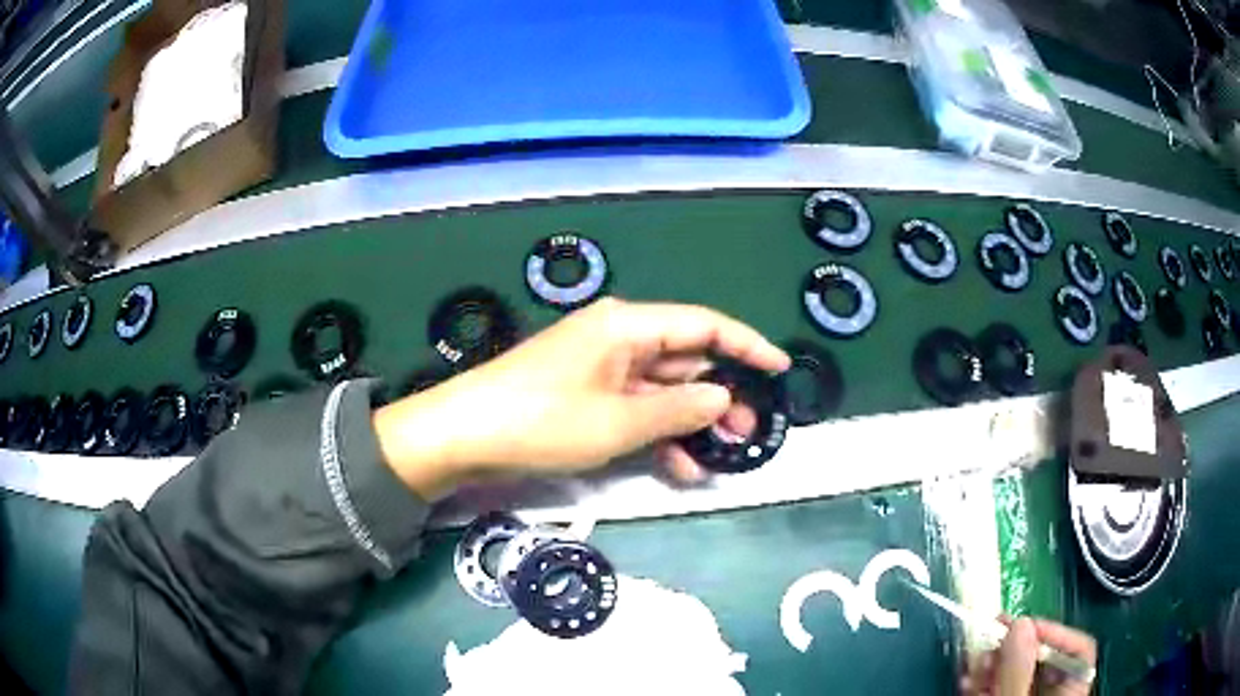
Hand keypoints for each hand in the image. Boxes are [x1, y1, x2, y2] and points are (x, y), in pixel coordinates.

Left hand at [374, 298, 789, 499]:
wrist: (465, 437)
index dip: (747, 345)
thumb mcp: (619, 421)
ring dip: (693, 421)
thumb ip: (679, 409)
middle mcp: (618, 340)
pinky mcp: (587, 398)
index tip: (781, 369)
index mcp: (628, 326)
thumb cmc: (543, 421)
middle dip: (722, 395)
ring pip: (664, 391)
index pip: (704, 326)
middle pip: (686, 360)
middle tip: (752, 431)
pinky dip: (660, 435)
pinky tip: (682, 467)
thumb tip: (724, 398)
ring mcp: (601, 371)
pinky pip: (636, 411)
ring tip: (724, 455)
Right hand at [961, 618, 1096, 695]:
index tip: (1019, 626)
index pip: (1079, 648)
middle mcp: (1058, 692)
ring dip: (994, 664)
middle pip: (1045, 658)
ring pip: (1020, 673)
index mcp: (1073, 689)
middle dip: (1014, 648)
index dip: (1053, 631)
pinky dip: (986, 681)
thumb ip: (1019, 672)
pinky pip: (1003, 687)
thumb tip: (1019, 623)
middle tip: (988, 639)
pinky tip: (969, 680)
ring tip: (973, 662)